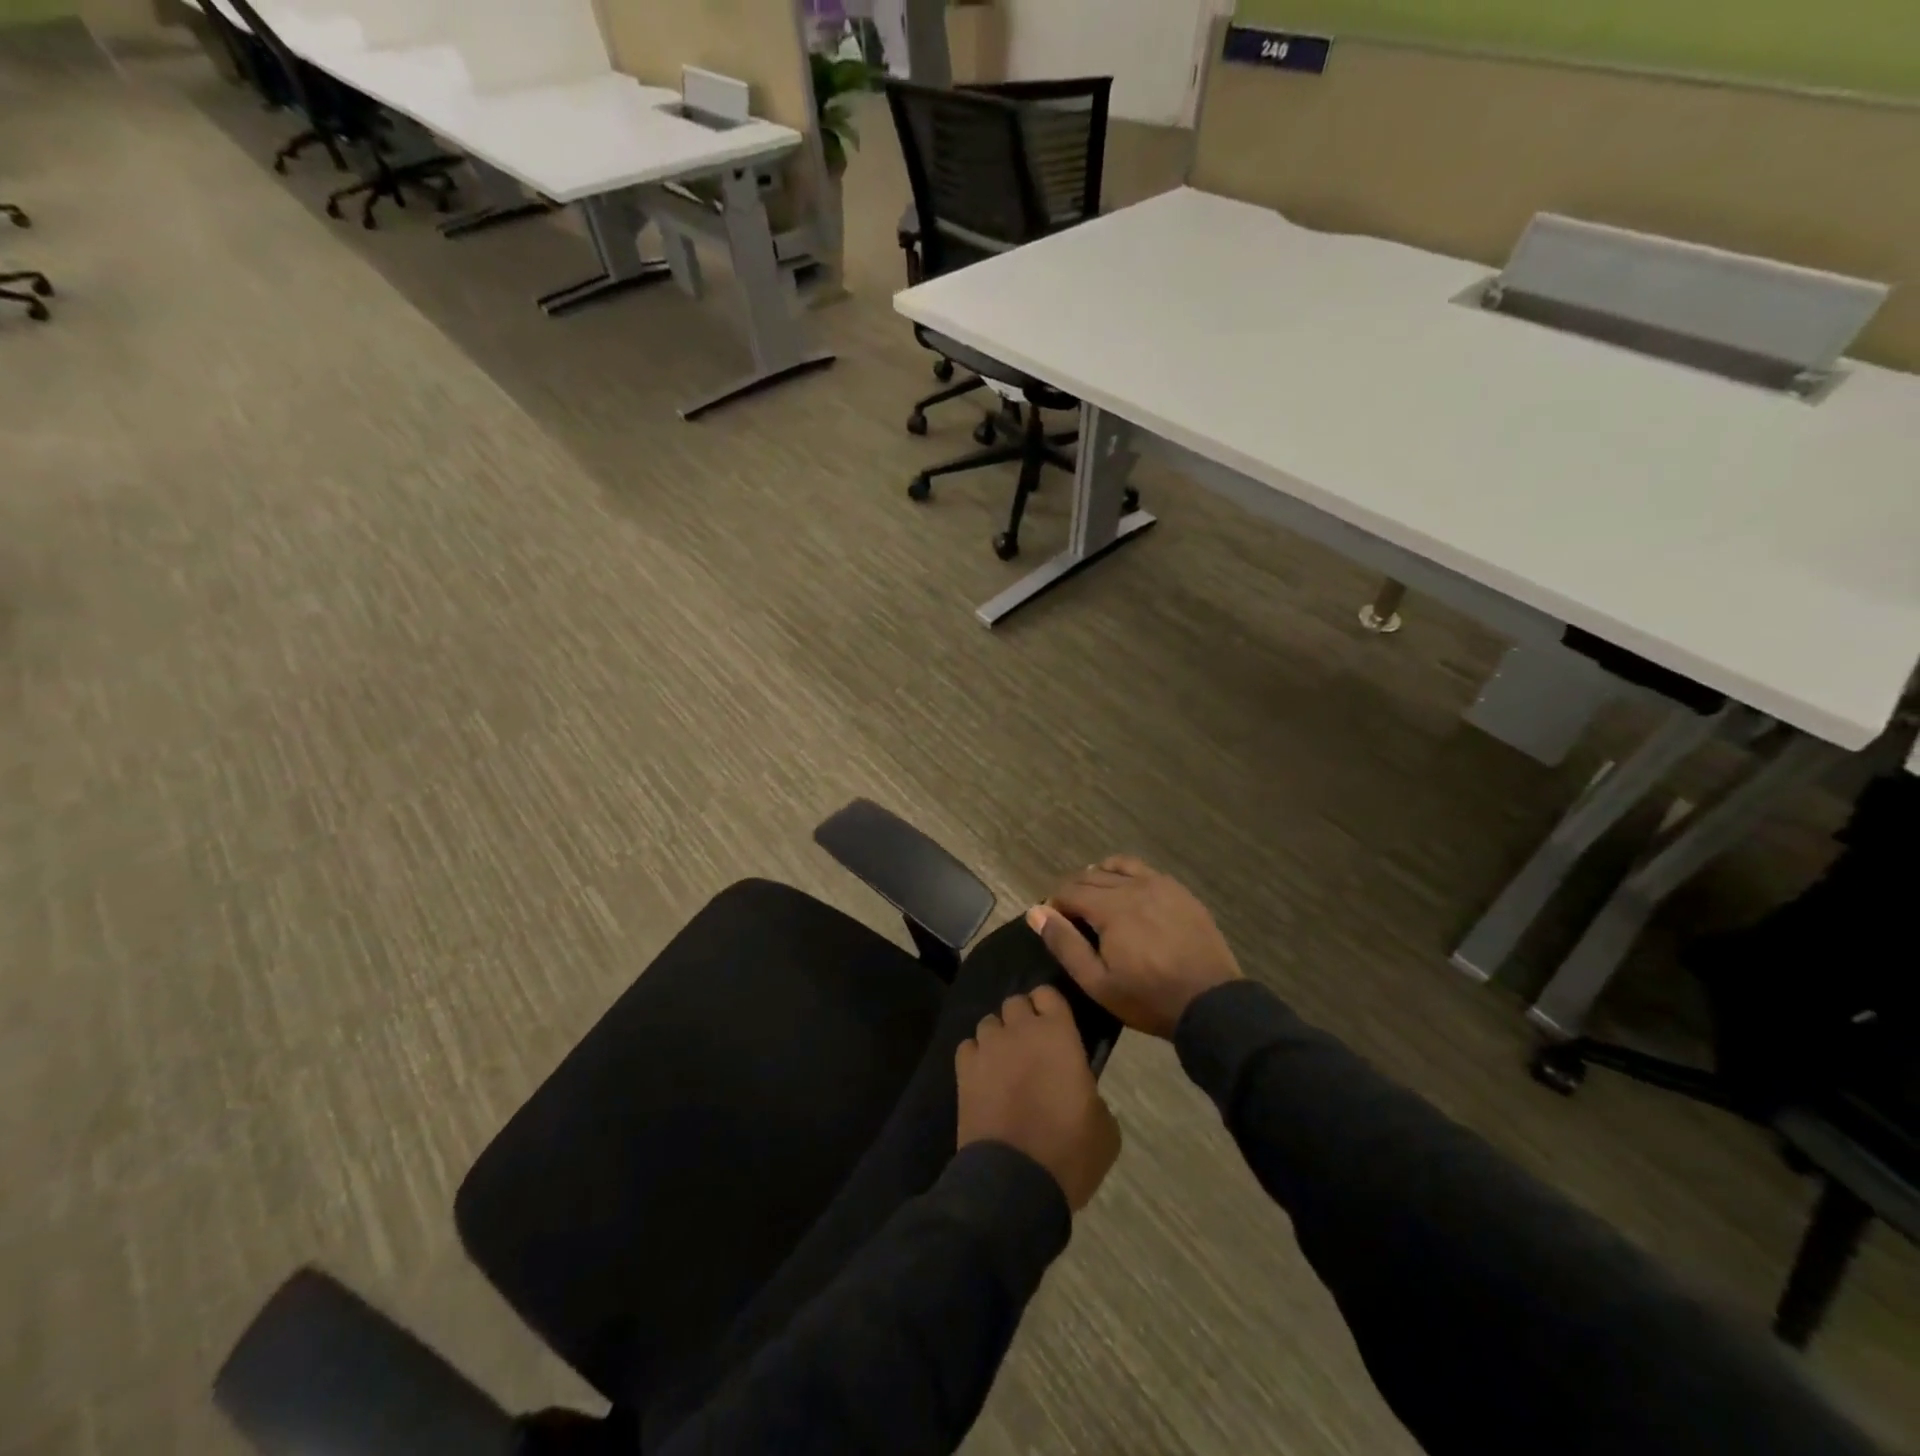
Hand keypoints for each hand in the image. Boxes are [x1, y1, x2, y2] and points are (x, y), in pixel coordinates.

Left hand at [955, 987, 1120, 1211]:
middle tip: (1031, 1047)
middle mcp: (1020, 1030)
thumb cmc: (1070, 1152)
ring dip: (998, 1037)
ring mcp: (988, 1048)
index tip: (1054, 1026)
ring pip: (989, 1023)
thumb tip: (1081, 1091)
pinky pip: (968, 1047)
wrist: (1017, 1182)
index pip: (1048, 994)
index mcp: (1059, 1034)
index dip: (1049, 1007)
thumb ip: (1091, 1093)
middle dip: (1021, 1019)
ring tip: (1004, 1063)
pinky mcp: (963, 1070)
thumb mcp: (1105, 1127)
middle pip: (1014, 1003)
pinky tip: (983, 1078)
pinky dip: (975, 1057)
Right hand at [1030, 856, 1242, 1038]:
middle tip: (1071, 918)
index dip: (1054, 905)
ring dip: (1098, 878)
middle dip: (1073, 893)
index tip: (1053, 924)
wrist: (1211, 1003)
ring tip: (1095, 901)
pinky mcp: (1179, 891)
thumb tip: (1036, 912)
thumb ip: (1064, 944)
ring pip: (1116, 867)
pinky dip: (1125, 874)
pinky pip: (1143, 870)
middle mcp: (1133, 886)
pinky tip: (1126, 892)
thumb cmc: (1148, 997)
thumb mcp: (1097, 982)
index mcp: (1110, 907)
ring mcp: (1160, 884)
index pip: (1069, 891)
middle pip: (1090, 877)